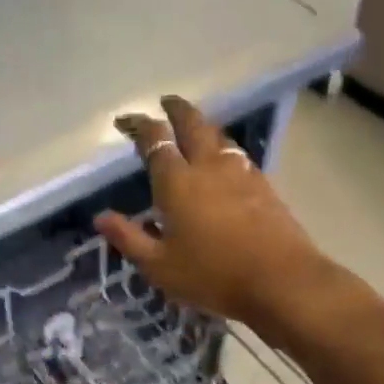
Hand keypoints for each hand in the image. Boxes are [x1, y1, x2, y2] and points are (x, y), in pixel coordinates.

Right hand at [96, 96, 336, 334]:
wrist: (282, 281)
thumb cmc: (212, 275)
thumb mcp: (160, 266)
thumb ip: (129, 238)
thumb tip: (101, 217)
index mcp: (178, 182)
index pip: (156, 141)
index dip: (139, 125)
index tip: (126, 121)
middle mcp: (209, 167)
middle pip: (193, 124)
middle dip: (176, 109)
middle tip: (165, 103)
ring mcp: (241, 173)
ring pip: (218, 136)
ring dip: (202, 126)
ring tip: (193, 128)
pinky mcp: (264, 186)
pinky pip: (237, 154)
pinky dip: (222, 148)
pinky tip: (223, 160)